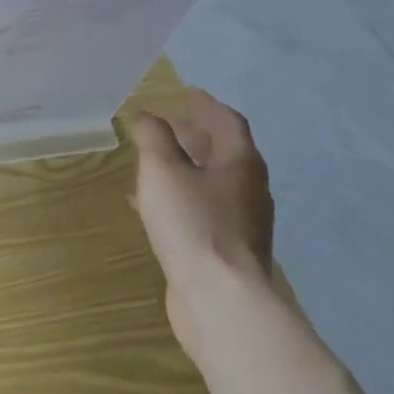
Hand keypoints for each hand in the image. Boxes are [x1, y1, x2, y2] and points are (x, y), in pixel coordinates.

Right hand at [128, 88, 274, 350]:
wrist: (221, 301)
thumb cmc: (193, 223)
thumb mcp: (162, 169)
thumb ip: (152, 137)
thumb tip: (146, 116)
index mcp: (240, 163)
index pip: (228, 122)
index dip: (206, 105)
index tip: (186, 92)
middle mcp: (248, 190)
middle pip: (222, 152)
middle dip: (193, 135)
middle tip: (165, 124)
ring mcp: (241, 224)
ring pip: (210, 183)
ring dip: (183, 168)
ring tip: (150, 161)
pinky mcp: (226, 252)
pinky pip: (201, 211)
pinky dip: (178, 198)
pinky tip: (148, 206)